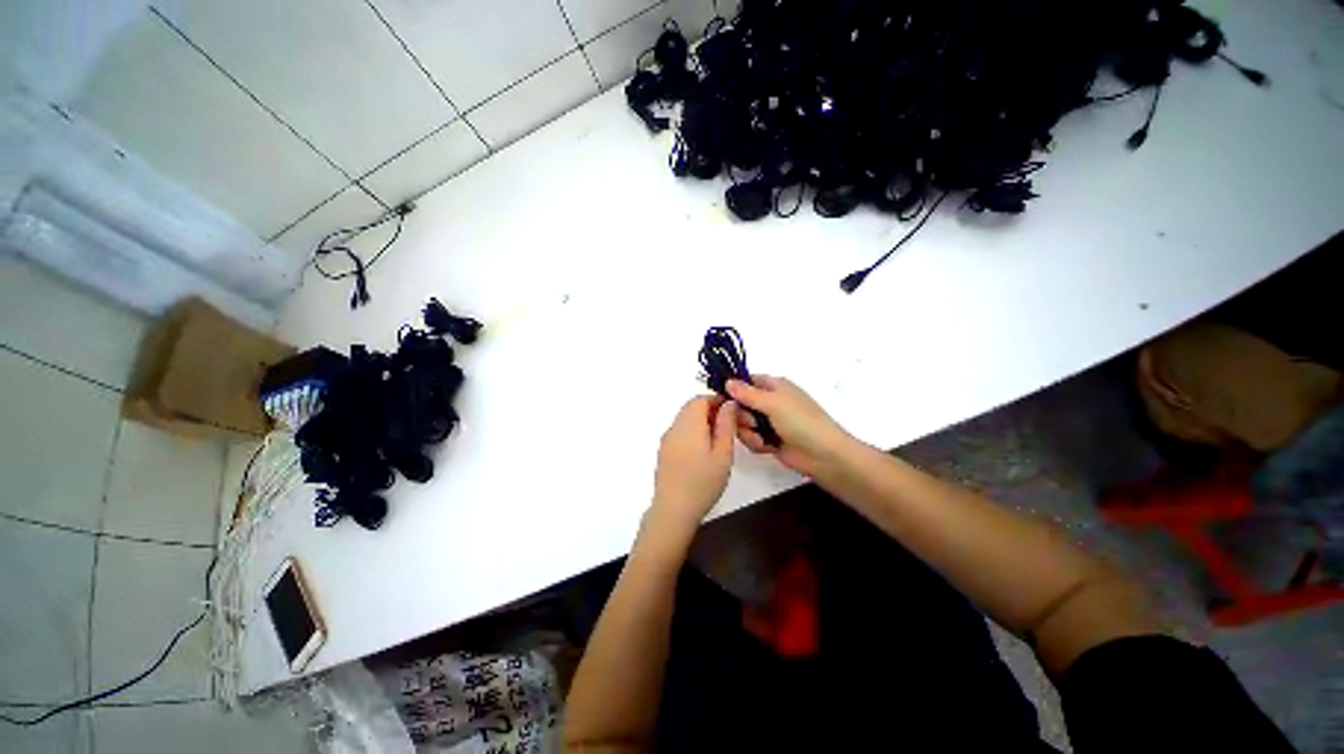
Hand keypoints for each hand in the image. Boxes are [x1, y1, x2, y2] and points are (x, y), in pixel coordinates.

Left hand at [648, 396, 737, 536]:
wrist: (673, 510)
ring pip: (685, 420)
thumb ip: (726, 425)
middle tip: (730, 428)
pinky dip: (693, 433)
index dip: (718, 401)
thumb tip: (729, 403)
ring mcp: (667, 439)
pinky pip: (680, 432)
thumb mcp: (723, 453)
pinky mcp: (664, 451)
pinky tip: (704, 452)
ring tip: (719, 442)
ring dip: (702, 422)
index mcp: (689, 423)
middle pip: (691, 407)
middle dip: (711, 412)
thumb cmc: (703, 482)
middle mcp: (674, 427)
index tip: (733, 414)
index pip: (701, 399)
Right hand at [727, 375, 852, 476]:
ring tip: (762, 439)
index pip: (746, 381)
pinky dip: (756, 443)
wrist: (823, 455)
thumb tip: (727, 381)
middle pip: (740, 404)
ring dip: (749, 432)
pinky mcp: (769, 439)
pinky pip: (751, 438)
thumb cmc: (801, 421)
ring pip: (743, 423)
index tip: (721, 400)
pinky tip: (767, 448)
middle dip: (741, 416)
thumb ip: (747, 393)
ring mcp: (769, 421)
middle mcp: (770, 401)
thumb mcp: (773, 403)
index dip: (733, 389)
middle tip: (751, 423)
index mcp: (774, 386)